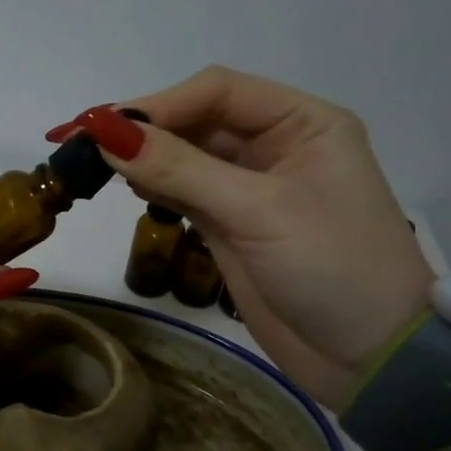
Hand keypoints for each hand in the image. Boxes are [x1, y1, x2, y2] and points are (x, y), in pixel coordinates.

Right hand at [48, 68, 433, 405]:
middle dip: (142, 129)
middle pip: (195, 119)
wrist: (370, 359)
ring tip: (93, 165)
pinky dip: (152, 186)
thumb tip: (105, 132)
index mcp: (302, 122)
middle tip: (80, 145)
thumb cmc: (332, 269)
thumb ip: (180, 170)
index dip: (157, 104)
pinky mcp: (230, 224)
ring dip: (141, 157)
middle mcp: (275, 145)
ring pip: (183, 155)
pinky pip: (182, 190)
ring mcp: (250, 187)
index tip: (99, 126)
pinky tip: (125, 187)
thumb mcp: (257, 211)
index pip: (217, 92)